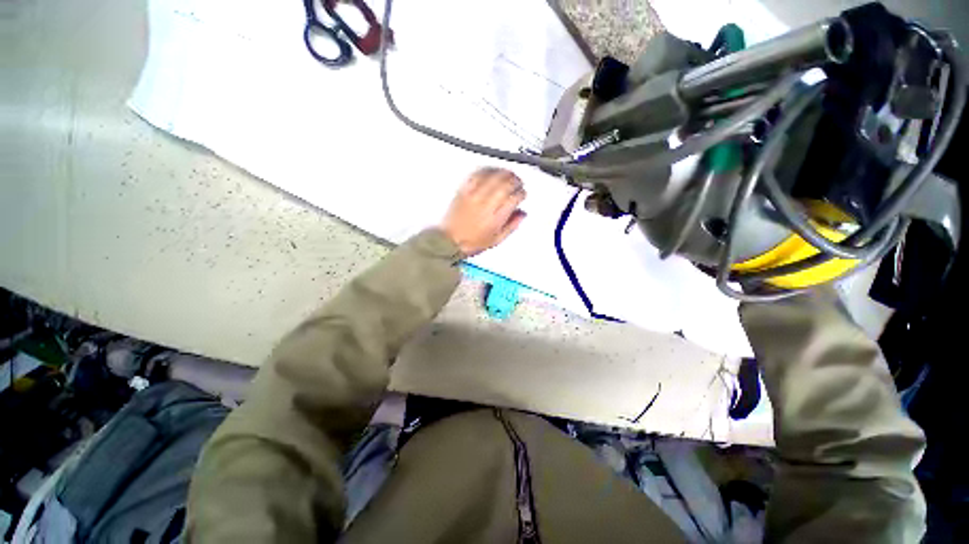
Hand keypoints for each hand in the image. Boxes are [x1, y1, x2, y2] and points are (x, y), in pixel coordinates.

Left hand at [441, 168, 527, 256]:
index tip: (522, 194)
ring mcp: (474, 196)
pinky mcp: (463, 191)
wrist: (449, 240)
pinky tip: (491, 172)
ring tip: (507, 174)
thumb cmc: (472, 242)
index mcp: (496, 218)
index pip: (514, 198)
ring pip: (492, 176)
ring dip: (503, 173)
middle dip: (515, 180)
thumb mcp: (497, 240)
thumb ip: (512, 226)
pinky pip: (476, 175)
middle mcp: (486, 204)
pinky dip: (486, 170)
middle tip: (518, 182)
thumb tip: (522, 213)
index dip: (521, 193)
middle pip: (505, 183)